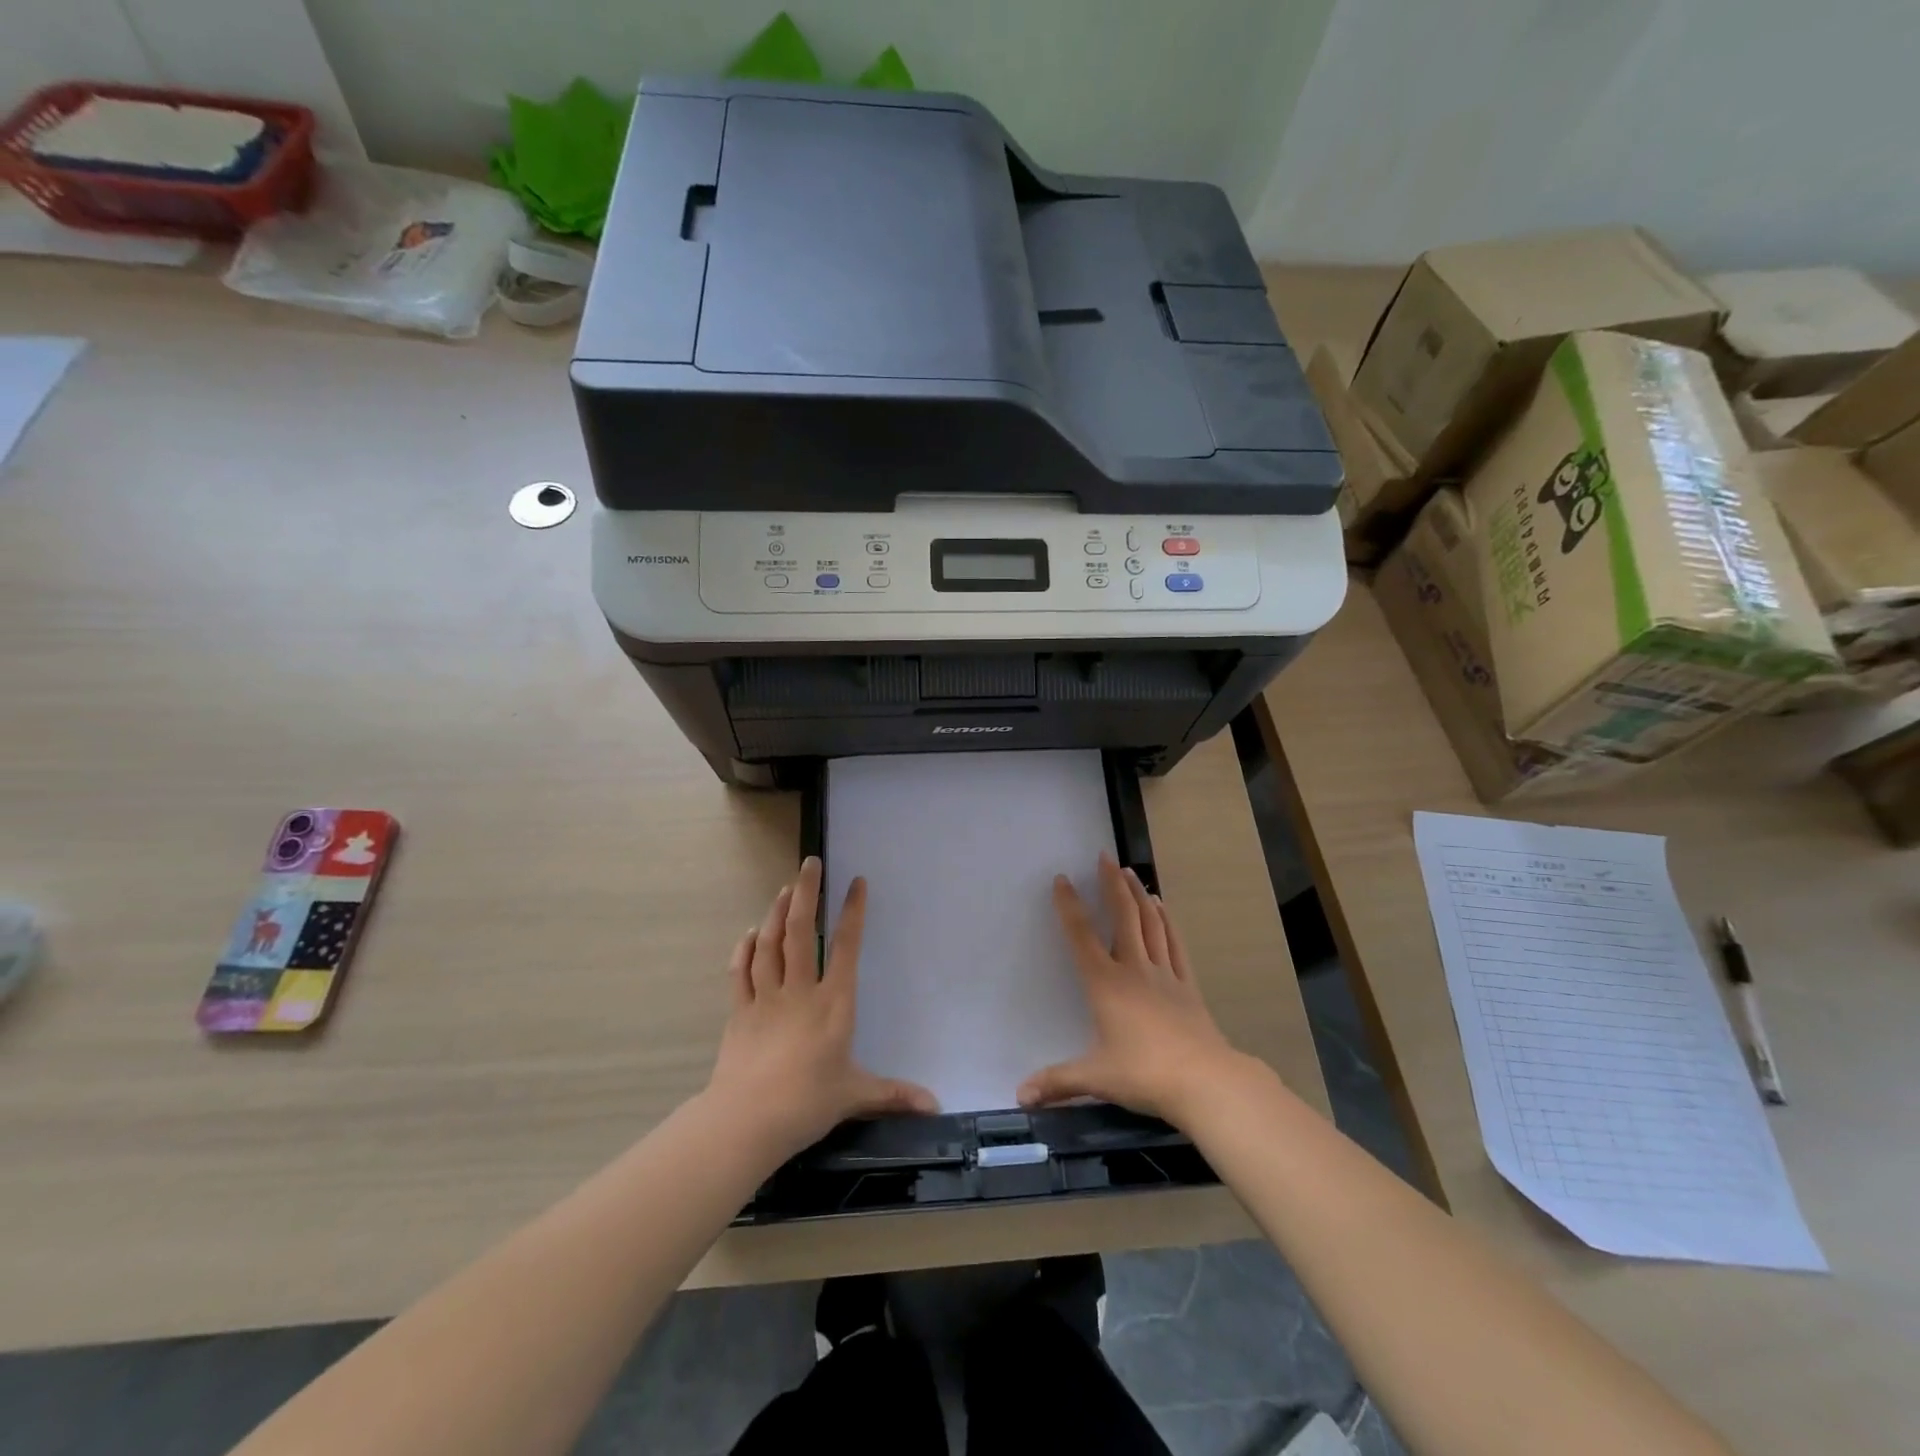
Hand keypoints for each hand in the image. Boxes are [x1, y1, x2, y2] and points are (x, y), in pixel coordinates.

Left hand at [704, 857, 937, 1159]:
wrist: (747, 1120)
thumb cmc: (807, 1102)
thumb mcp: (856, 1095)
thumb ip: (894, 1094)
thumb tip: (935, 1106)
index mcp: (832, 1003)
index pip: (845, 947)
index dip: (852, 912)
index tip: (856, 883)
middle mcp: (800, 991)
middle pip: (800, 931)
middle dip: (805, 893)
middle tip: (809, 864)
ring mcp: (766, 998)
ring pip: (770, 944)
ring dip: (776, 913)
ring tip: (784, 890)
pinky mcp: (740, 1012)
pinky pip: (741, 971)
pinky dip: (745, 948)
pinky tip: (750, 933)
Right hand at [1018, 853, 1247, 1124]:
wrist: (1204, 1080)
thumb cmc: (1144, 1073)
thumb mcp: (1095, 1077)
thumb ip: (1057, 1081)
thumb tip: (1019, 1095)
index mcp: (1106, 984)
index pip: (1082, 937)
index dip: (1070, 906)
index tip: (1061, 879)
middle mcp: (1134, 969)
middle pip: (1123, 917)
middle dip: (1112, 885)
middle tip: (1106, 857)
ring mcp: (1164, 974)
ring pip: (1150, 924)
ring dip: (1139, 895)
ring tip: (1131, 872)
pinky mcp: (1187, 985)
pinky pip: (1174, 943)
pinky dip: (1167, 921)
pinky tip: (1163, 907)